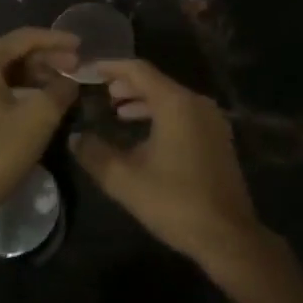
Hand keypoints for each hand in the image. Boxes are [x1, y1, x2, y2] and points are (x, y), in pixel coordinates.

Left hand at [0, 27, 79, 229]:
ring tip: (61, 88)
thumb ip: (60, 91)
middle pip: (13, 54)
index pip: (25, 38)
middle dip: (47, 60)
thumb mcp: (39, 118)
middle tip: (76, 69)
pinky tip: (37, 104)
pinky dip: (18, 92)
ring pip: (3, 74)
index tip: (82, 46)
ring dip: (34, 77)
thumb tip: (70, 82)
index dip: (57, 41)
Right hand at [70, 58, 265, 267]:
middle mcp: (196, 103)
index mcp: (176, 103)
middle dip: (126, 85)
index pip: (138, 70)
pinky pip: (184, 113)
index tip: (87, 69)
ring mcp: (211, 120)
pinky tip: (144, 134)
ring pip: (171, 99)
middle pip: (156, 82)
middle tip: (100, 91)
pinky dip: (161, 115)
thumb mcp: (125, 180)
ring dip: (143, 101)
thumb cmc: (175, 202)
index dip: (110, 67)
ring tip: (117, 112)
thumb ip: (95, 154)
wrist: (228, 236)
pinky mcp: (218, 138)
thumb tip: (75, 138)